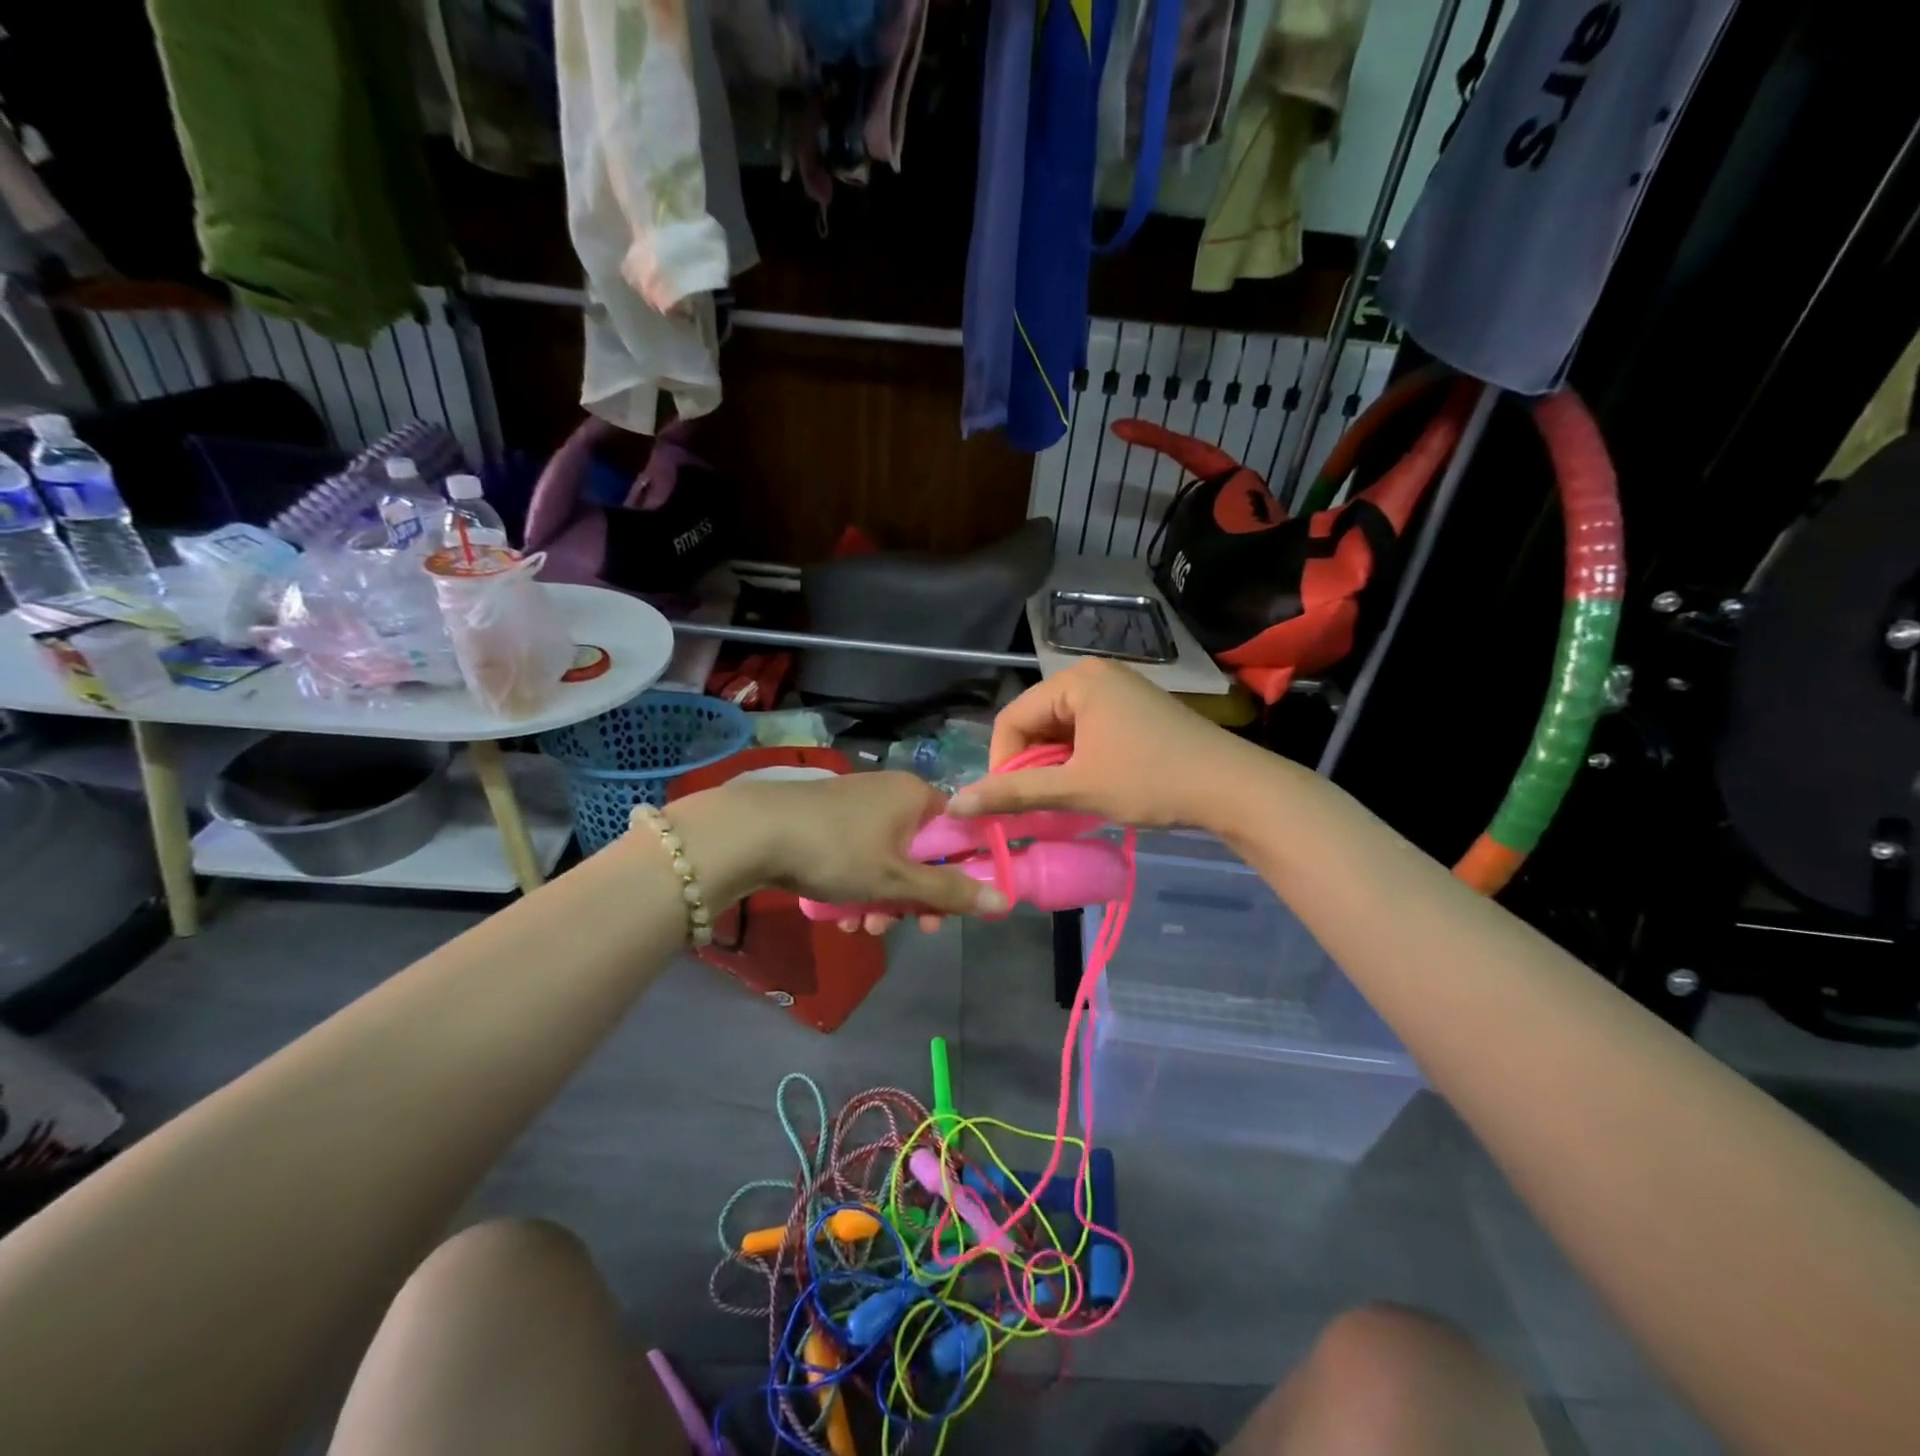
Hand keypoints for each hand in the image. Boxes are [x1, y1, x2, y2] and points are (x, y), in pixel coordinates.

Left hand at [734, 770, 1005, 932]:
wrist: (753, 832)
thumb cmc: (838, 850)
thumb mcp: (897, 879)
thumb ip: (949, 891)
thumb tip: (1005, 899)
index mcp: (916, 796)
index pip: (957, 832)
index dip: (957, 875)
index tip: (944, 911)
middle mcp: (890, 793)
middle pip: (920, 853)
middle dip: (911, 898)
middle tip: (901, 927)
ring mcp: (856, 806)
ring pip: (885, 861)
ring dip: (881, 900)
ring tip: (861, 928)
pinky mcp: (826, 820)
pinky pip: (856, 857)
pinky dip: (855, 886)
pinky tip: (840, 916)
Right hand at [948, 659, 1261, 829]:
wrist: (1234, 787)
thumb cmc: (1150, 781)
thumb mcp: (1077, 788)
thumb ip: (1014, 793)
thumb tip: (956, 803)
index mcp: (1076, 680)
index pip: (1012, 719)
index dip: (1002, 764)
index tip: (1010, 804)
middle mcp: (1094, 674)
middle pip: (1036, 722)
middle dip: (1030, 766)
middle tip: (1039, 806)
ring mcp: (1119, 689)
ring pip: (1061, 730)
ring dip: (1054, 767)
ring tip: (1066, 800)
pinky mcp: (1135, 708)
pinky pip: (1087, 730)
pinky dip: (1079, 759)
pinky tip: (1090, 785)